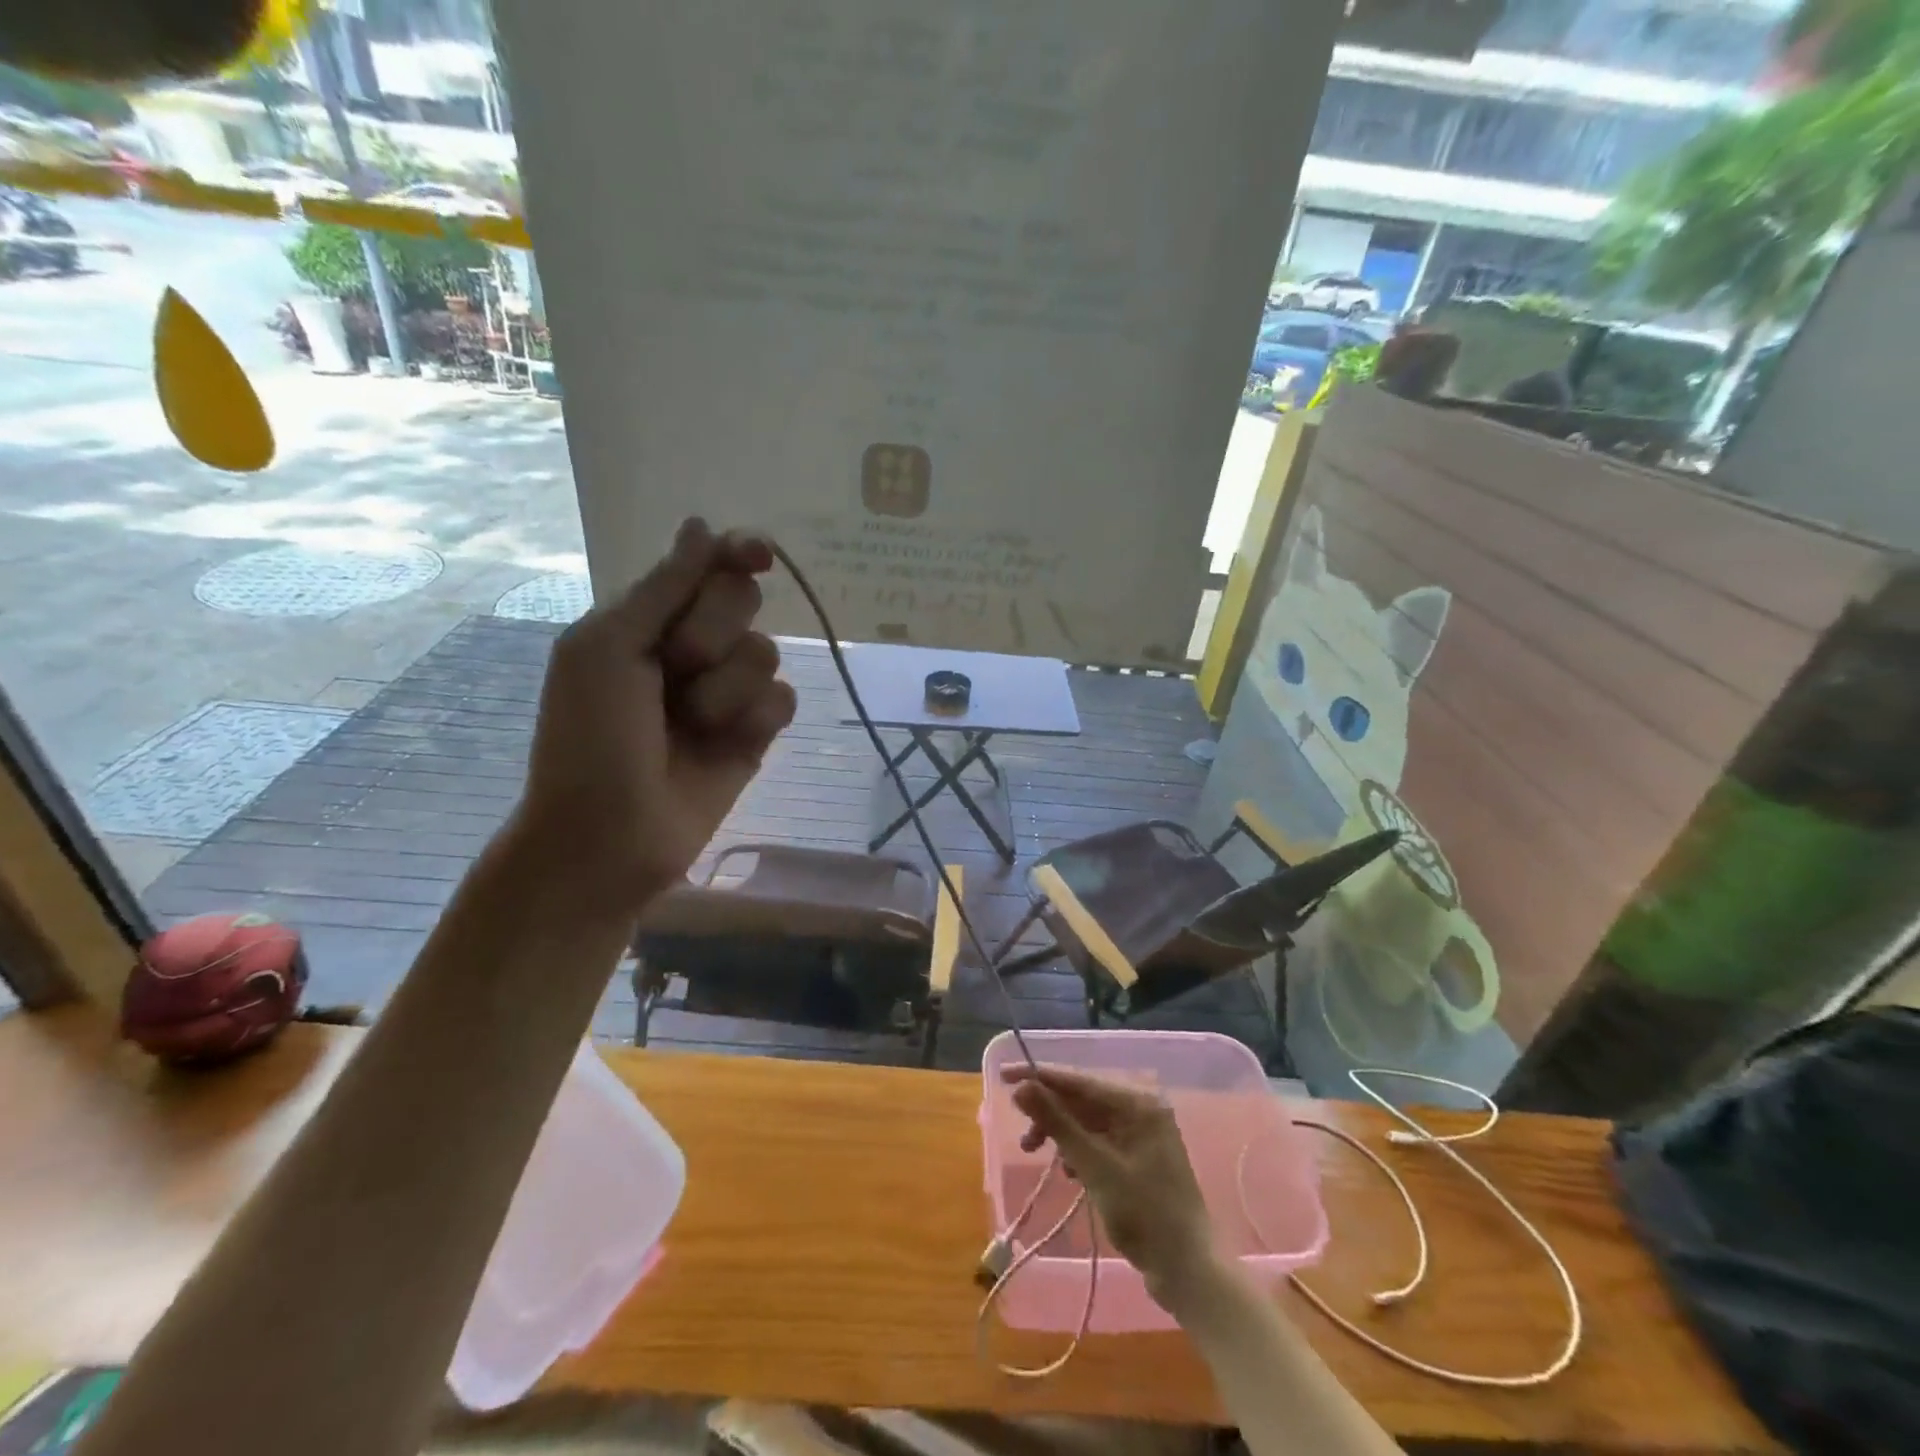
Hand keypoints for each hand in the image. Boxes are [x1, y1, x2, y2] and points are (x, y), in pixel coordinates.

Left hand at [512, 517, 796, 912]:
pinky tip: (728, 744)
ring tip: (692, 725)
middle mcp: (692, 647)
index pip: (706, 565)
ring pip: (765, 653)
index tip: (759, 555)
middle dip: (713, 631)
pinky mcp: (755, 732)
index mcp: (647, 619)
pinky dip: (755, 718)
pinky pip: (782, 699)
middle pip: (743, 600)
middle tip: (678, 667)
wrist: (609, 835)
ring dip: (727, 688)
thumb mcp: (608, 649)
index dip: (736, 552)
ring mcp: (726, 691)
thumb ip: (662, 588)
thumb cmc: (589, 737)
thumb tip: (702, 525)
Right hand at [1004, 1064, 1223, 1310]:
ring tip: (1037, 1154)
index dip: (1040, 1077)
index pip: (1080, 1082)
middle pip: (1083, 1101)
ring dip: (1061, 1135)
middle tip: (1023, 1137)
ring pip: (1088, 1123)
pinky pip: (1098, 1142)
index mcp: (1138, 1104)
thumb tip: (1022, 1087)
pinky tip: (1068, 1171)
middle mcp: (1141, 1111)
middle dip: (1050, 1114)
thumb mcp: (1096, 1167)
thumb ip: (1058, 1124)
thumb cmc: (1145, 1215)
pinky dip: (1078, 1151)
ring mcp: (1141, 1136)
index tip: (1004, 1075)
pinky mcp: (1138, 1160)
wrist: (1189, 1272)